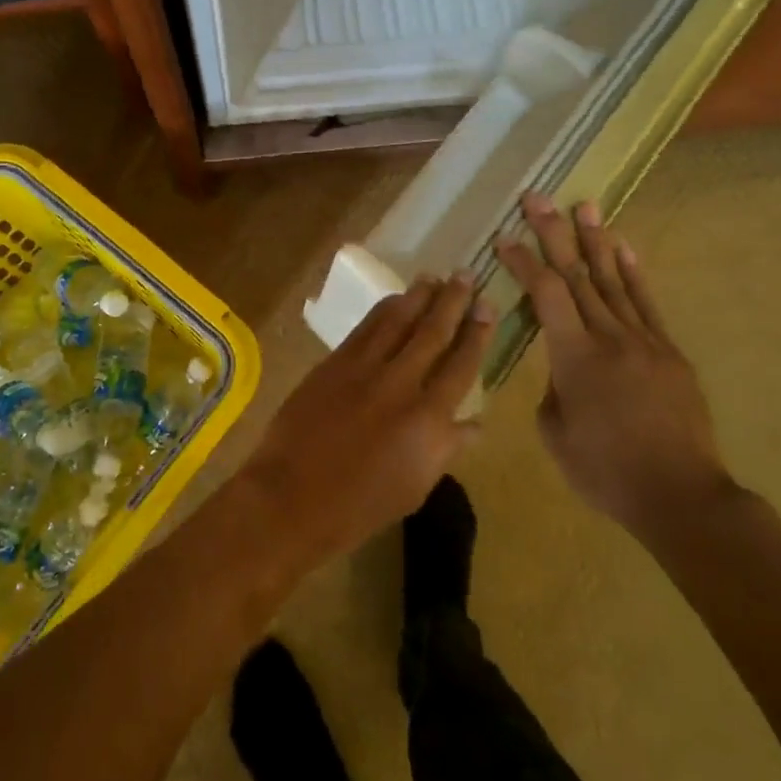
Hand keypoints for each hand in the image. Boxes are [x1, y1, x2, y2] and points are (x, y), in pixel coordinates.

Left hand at [241, 275, 492, 567]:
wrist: (292, 496)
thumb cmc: (360, 505)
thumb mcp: (416, 486)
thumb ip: (447, 448)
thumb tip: (475, 421)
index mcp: (428, 419)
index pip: (461, 365)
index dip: (477, 333)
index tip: (487, 307)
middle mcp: (400, 384)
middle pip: (432, 332)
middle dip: (452, 301)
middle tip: (466, 275)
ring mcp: (363, 369)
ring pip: (398, 321)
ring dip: (418, 296)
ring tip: (434, 277)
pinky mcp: (334, 363)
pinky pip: (366, 328)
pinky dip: (384, 310)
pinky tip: (394, 299)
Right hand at [496, 193, 734, 535]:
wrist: (680, 496)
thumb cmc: (606, 471)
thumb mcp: (555, 433)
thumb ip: (552, 388)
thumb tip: (561, 368)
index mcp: (575, 357)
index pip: (545, 294)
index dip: (523, 262)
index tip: (504, 237)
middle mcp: (610, 337)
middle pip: (578, 274)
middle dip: (554, 233)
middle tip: (538, 198)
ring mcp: (644, 341)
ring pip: (614, 280)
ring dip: (596, 241)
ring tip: (585, 206)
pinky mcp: (669, 352)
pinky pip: (647, 304)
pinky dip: (634, 274)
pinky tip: (624, 249)